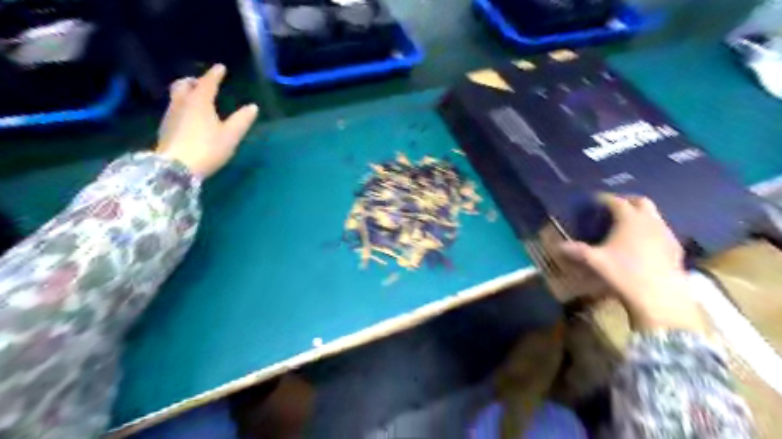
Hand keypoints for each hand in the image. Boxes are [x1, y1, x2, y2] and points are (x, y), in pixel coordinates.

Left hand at [156, 63, 257, 175]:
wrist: (175, 167)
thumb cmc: (207, 148)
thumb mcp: (230, 136)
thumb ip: (242, 120)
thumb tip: (253, 107)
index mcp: (199, 101)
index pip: (208, 83)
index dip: (215, 74)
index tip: (221, 68)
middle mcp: (182, 103)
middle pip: (184, 85)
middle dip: (193, 81)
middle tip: (202, 83)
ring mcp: (170, 116)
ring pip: (176, 97)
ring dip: (186, 93)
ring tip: (196, 99)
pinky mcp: (166, 129)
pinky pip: (174, 109)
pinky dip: (182, 106)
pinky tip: (189, 117)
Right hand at [558, 194, 706, 333]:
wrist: (659, 295)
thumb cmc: (624, 272)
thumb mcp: (595, 261)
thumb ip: (577, 251)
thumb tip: (559, 246)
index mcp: (629, 219)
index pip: (616, 201)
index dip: (605, 199)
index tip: (595, 200)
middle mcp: (649, 221)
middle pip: (641, 201)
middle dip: (627, 201)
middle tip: (615, 207)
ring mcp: (666, 233)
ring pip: (654, 215)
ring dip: (641, 215)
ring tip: (628, 225)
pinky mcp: (676, 247)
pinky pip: (662, 231)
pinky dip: (652, 230)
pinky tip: (645, 243)